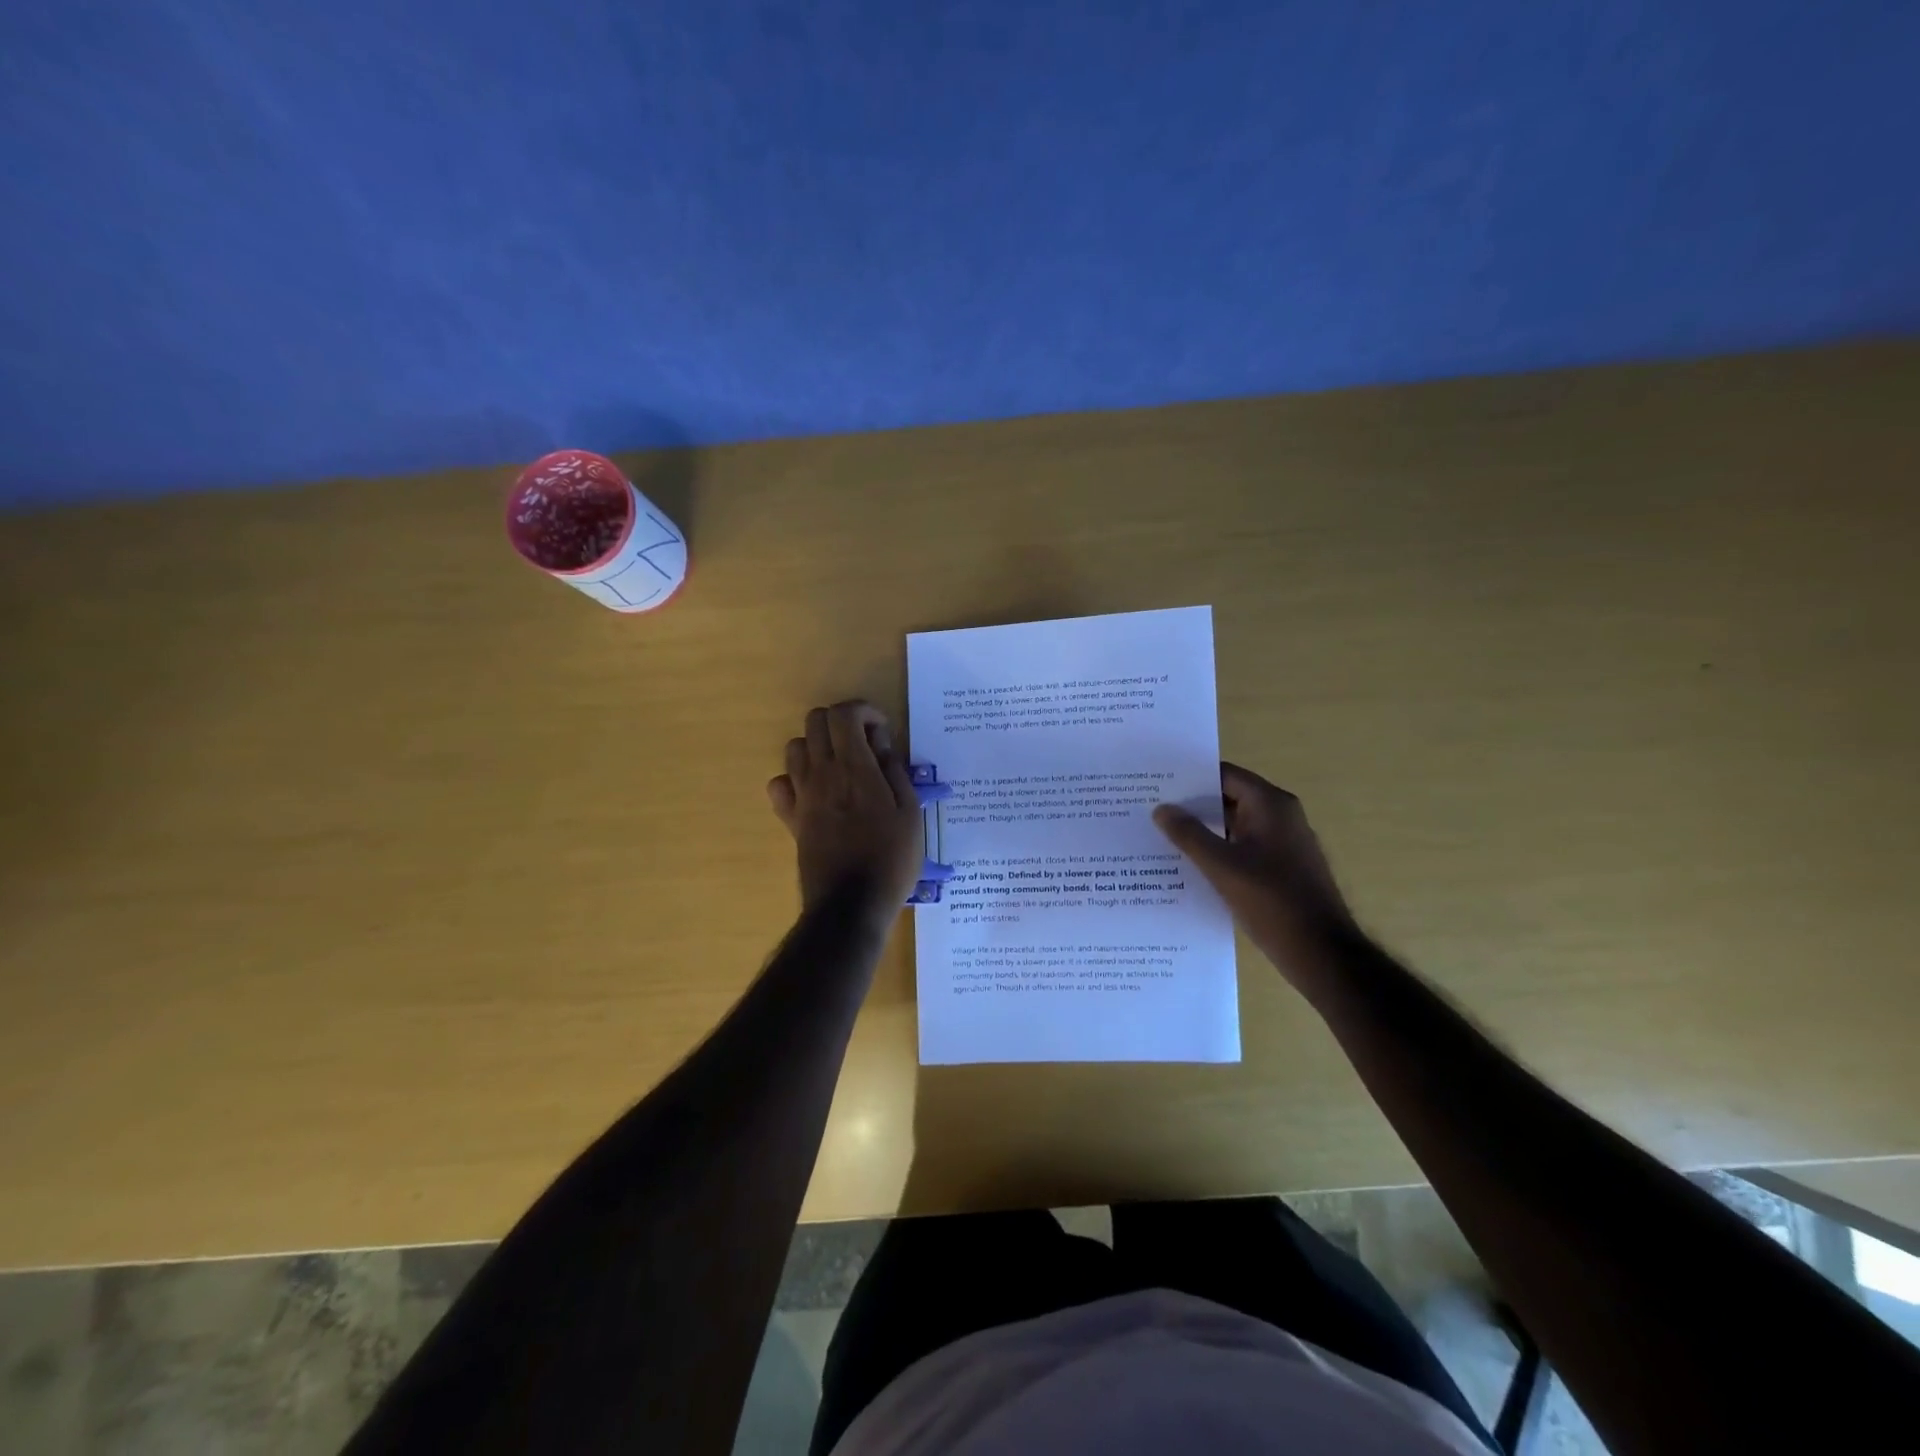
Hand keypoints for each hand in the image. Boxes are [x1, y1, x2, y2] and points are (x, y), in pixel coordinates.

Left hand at [767, 702, 923, 914]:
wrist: (851, 904)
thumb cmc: (890, 858)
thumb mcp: (910, 812)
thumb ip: (894, 770)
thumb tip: (880, 742)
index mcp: (854, 768)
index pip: (844, 714)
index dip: (863, 711)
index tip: (881, 731)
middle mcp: (822, 773)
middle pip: (815, 721)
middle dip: (841, 722)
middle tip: (864, 745)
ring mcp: (801, 795)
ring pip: (795, 747)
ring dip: (818, 746)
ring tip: (842, 767)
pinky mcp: (791, 818)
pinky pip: (780, 784)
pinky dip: (794, 779)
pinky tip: (816, 792)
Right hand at [1153, 763, 1357, 983]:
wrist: (1322, 953)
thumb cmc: (1273, 902)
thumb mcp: (1222, 867)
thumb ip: (1189, 834)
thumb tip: (1161, 808)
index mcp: (1271, 805)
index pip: (1224, 775)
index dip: (1190, 778)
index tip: (1156, 784)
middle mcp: (1280, 816)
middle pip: (1228, 798)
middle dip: (1192, 805)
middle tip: (1151, 810)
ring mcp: (1283, 843)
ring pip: (1234, 826)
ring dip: (1203, 831)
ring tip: (1161, 836)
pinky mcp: (1281, 868)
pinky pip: (1243, 848)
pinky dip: (1218, 851)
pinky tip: (1188, 865)